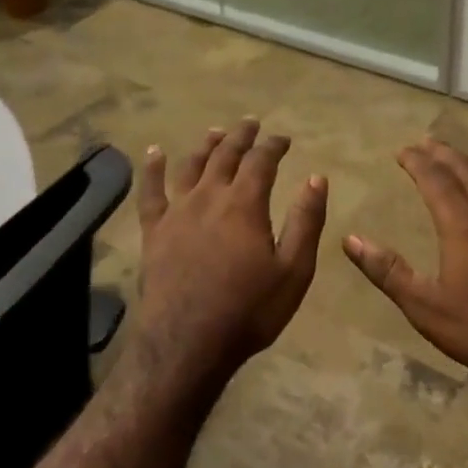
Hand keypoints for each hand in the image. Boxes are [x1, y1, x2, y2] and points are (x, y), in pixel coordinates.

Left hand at [129, 119, 327, 387]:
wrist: (187, 343)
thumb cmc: (249, 310)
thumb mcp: (293, 270)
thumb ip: (306, 220)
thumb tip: (317, 178)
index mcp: (244, 204)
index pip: (261, 161)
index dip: (274, 145)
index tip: (284, 138)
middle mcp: (209, 197)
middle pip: (225, 155)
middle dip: (241, 137)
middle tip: (251, 124)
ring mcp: (177, 212)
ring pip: (190, 166)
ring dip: (206, 145)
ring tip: (215, 132)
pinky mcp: (153, 232)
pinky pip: (150, 192)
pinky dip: (152, 169)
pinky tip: (154, 152)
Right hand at [343, 139, 467, 394]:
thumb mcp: (425, 307)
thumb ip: (387, 271)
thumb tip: (350, 240)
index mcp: (463, 226)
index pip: (436, 181)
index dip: (417, 162)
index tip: (402, 151)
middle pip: (467, 172)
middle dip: (443, 155)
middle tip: (425, 143)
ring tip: (457, 160)